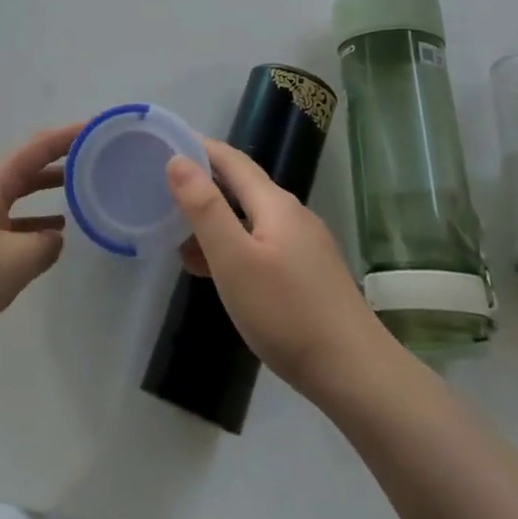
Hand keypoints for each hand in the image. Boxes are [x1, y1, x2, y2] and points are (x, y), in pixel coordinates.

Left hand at [0, 124, 78, 367]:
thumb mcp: (14, 261)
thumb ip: (43, 245)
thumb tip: (54, 238)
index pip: (35, 149)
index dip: (66, 136)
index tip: (95, 127)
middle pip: (26, 168)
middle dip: (59, 159)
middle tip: (95, 157)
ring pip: (17, 197)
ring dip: (46, 191)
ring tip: (81, 192)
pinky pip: (9, 225)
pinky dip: (32, 225)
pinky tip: (50, 239)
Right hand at [168, 139, 392, 403]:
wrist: (356, 374)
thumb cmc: (286, 313)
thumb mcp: (234, 259)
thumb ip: (204, 208)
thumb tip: (178, 160)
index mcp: (275, 203)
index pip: (231, 159)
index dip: (199, 148)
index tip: (165, 144)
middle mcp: (293, 215)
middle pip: (242, 187)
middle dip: (203, 185)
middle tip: (161, 192)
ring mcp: (305, 245)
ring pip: (251, 219)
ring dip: (215, 221)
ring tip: (178, 238)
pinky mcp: (309, 274)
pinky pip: (262, 244)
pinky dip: (233, 246)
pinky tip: (218, 272)